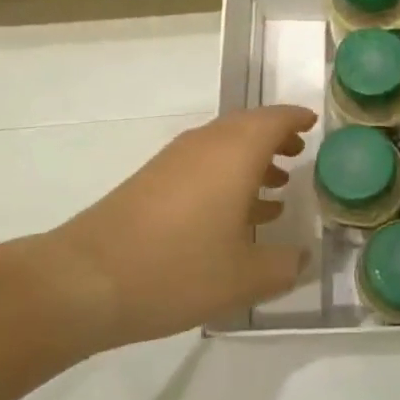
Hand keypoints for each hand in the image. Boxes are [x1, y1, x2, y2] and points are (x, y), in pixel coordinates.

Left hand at [30, 105, 315, 347]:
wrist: (85, 280)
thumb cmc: (177, 269)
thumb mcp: (245, 277)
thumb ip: (284, 266)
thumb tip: (302, 258)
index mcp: (236, 152)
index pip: (275, 118)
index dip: (297, 119)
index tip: (315, 124)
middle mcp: (206, 144)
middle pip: (247, 126)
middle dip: (276, 138)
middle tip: (299, 154)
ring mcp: (173, 161)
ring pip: (223, 146)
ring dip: (251, 159)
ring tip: (276, 186)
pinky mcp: (151, 181)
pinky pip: (201, 165)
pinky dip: (226, 176)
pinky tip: (233, 214)